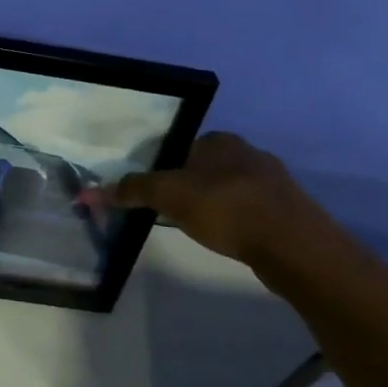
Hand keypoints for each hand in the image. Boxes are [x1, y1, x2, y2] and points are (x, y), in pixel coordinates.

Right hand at [112, 132, 324, 264]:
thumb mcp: (168, 195)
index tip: (157, 193)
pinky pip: (253, 211)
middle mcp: (250, 152)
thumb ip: (133, 189)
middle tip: (174, 212)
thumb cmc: (226, 207)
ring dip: (217, 205)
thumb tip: (93, 190)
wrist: (294, 246)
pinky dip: (239, 221)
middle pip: (207, 168)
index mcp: (221, 140)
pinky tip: (232, 239)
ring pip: (232, 189)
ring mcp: (275, 182)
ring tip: (203, 229)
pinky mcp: (290, 211)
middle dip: (192, 187)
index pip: (183, 147)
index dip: (167, 169)